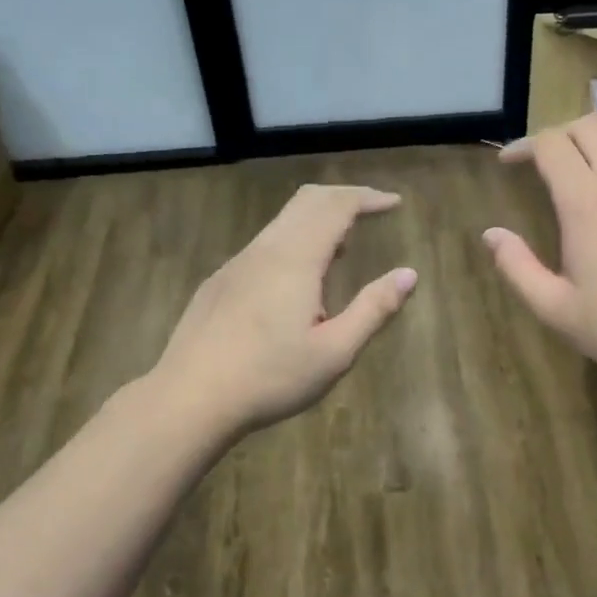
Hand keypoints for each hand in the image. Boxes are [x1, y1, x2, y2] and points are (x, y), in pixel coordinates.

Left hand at [155, 185, 417, 436]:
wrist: (188, 398)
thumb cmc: (269, 378)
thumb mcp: (335, 352)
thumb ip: (374, 309)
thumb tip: (408, 275)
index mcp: (296, 259)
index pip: (337, 206)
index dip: (368, 198)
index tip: (394, 203)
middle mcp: (265, 249)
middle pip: (307, 200)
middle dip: (344, 198)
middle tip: (373, 210)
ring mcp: (237, 264)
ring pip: (283, 221)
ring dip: (318, 221)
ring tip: (344, 249)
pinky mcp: (220, 282)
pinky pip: (265, 245)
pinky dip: (295, 241)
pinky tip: (298, 282)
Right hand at [483, 114, 596, 383]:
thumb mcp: (555, 308)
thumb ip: (517, 267)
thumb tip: (491, 235)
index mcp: (587, 206)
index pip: (553, 145)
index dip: (524, 144)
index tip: (507, 164)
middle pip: (590, 127)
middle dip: (558, 134)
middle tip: (539, 165)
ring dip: (589, 155)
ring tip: (572, 190)